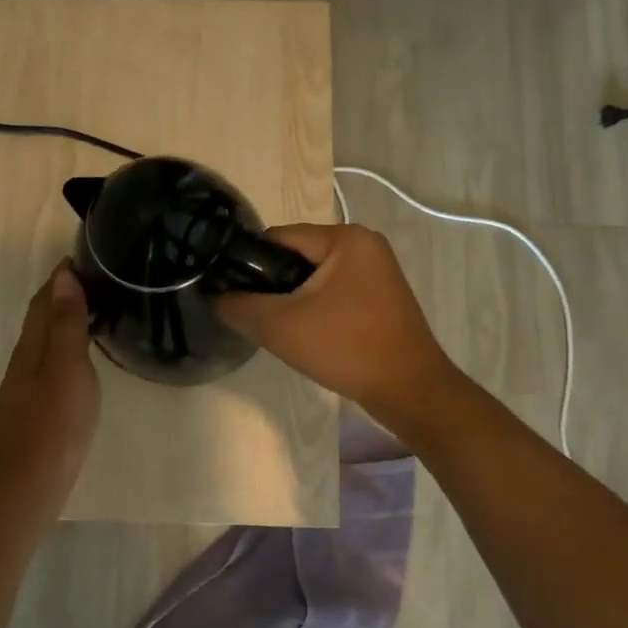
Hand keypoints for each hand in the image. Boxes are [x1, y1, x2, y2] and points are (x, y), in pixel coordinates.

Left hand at [0, 261, 101, 507]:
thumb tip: (63, 276)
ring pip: (44, 343)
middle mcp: (23, 362)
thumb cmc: (54, 424)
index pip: (43, 301)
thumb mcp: (67, 367)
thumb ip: (66, 324)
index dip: (58, 278)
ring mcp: (26, 389)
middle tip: (93, 281)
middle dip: (60, 296)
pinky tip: (79, 362)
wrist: (28, 485)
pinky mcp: (34, 410)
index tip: (80, 257)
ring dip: (62, 323)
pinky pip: (50, 365)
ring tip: (91, 313)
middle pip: (40, 320)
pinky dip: (64, 350)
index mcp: (31, 347)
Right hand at [217, 223, 461, 436]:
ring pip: (315, 278)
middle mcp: (365, 245)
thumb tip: (217, 298)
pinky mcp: (382, 298)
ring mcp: (378, 272)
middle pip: (297, 256)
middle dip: (273, 285)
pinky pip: (335, 293)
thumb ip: (240, 306)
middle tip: (256, 317)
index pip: (278, 237)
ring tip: (279, 329)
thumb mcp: (280, 326)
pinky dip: (316, 309)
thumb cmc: (346, 348)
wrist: (410, 390)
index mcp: (345, 238)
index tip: (233, 293)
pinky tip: (308, 336)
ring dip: (293, 300)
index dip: (249, 263)